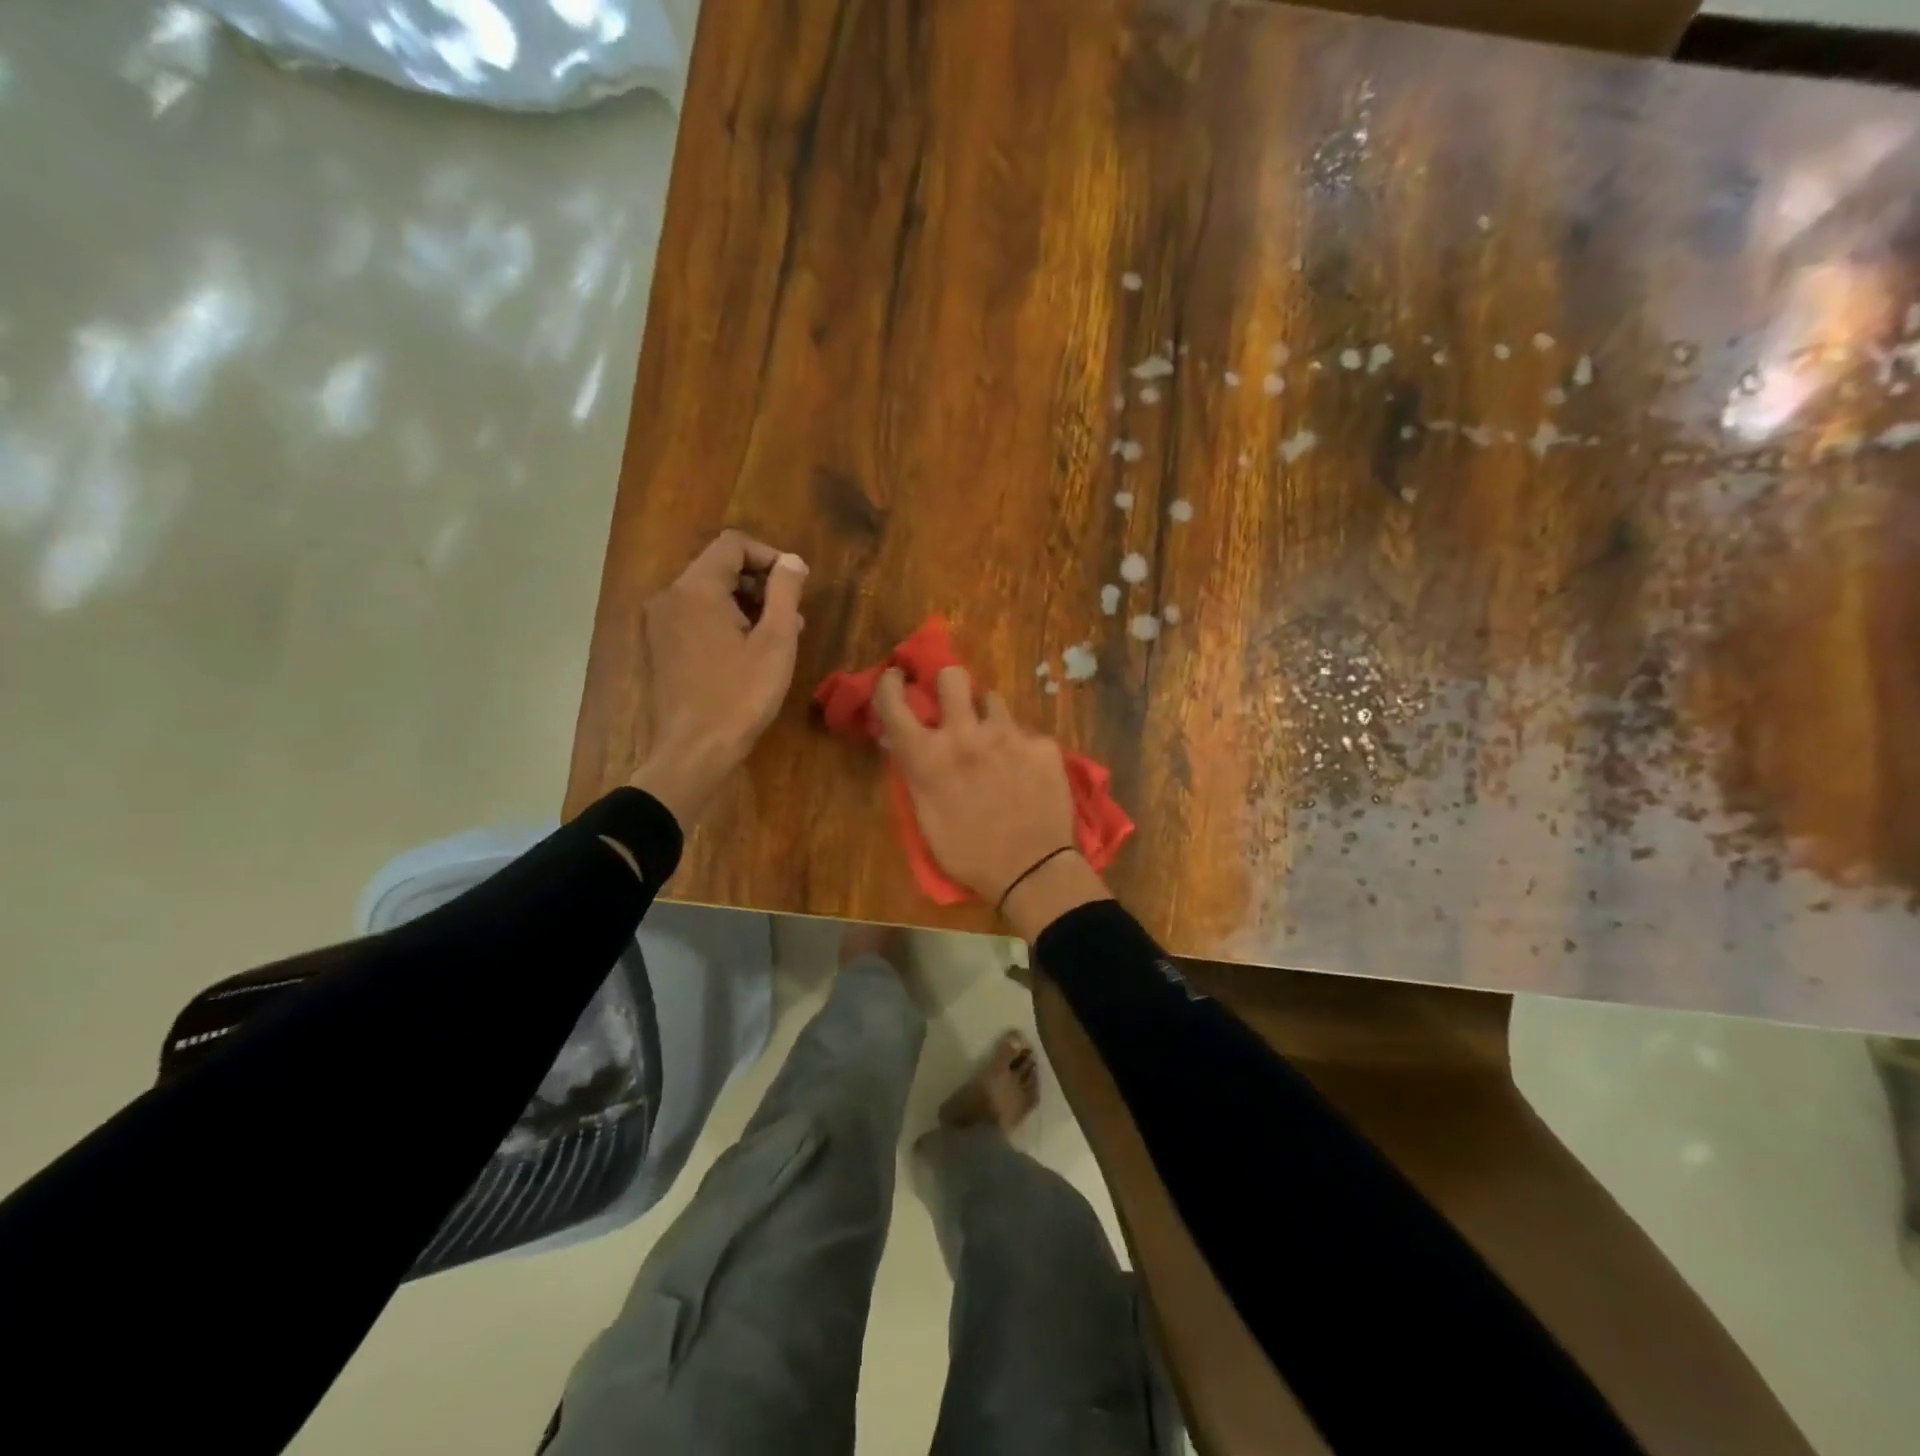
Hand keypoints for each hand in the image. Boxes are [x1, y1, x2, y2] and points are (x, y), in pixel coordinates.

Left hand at [629, 531, 806, 826]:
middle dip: (760, 583)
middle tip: (792, 615)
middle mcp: (669, 597)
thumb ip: (785, 592)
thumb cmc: (741, 695)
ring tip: (778, 636)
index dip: (770, 557)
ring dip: (745, 604)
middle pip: (719, 567)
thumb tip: (792, 561)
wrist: (694, 750)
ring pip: (708, 593)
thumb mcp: (776, 641)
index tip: (796, 586)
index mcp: (695, 588)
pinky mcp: (660, 647)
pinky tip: (749, 653)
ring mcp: (660, 623)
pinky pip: (696, 617)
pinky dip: (724, 622)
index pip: (733, 544)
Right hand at [875, 665, 1110, 938]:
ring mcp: (1008, 735)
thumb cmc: (968, 854)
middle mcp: (965, 734)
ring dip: (988, 717)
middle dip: (949, 684)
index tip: (897, 677)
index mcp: (928, 756)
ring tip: (995, 744)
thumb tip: (908, 745)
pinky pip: (1025, 733)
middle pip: (952, 677)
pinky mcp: (1042, 744)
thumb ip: (918, 773)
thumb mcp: (926, 817)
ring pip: (993, 701)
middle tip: (955, 702)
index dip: (890, 684)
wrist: (1032, 871)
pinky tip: (1026, 773)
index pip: (895, 703)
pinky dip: (1021, 748)